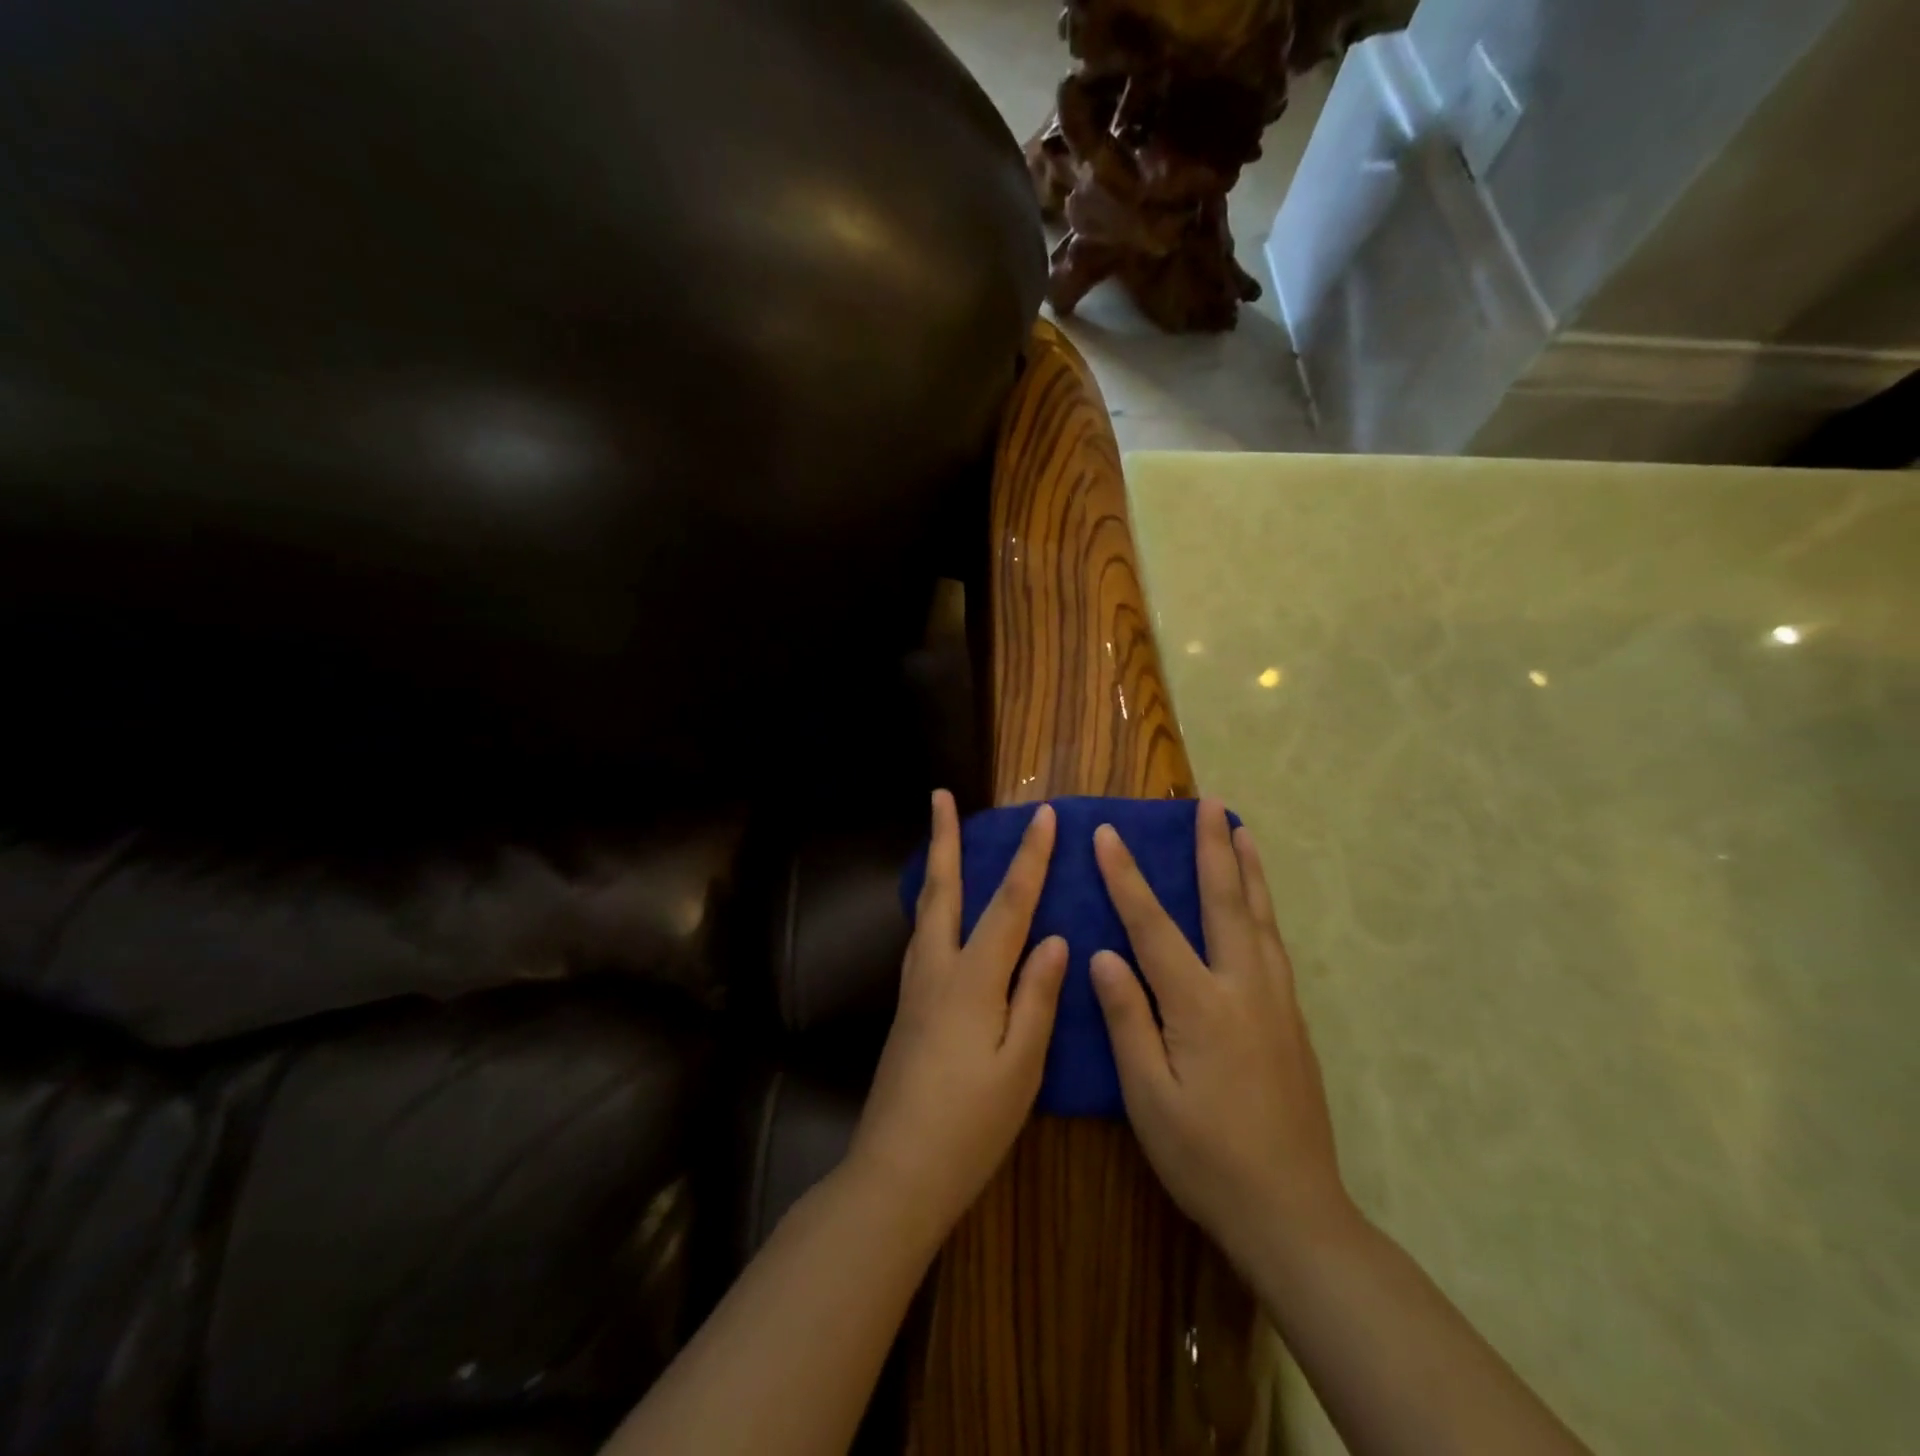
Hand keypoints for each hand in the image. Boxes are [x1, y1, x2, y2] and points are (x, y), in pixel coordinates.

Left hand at [847, 790, 1067, 1244]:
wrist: (896, 1172)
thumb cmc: (969, 1126)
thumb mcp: (1021, 1067)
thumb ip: (1037, 997)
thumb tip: (1056, 939)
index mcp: (972, 980)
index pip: (1008, 905)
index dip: (1030, 858)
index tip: (1044, 816)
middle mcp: (936, 969)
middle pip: (943, 889)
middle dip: (945, 839)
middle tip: (941, 796)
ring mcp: (914, 987)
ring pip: (925, 911)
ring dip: (936, 867)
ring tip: (942, 840)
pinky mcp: (906, 1007)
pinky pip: (922, 937)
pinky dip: (932, 906)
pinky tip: (940, 915)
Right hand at [1090, 799, 1351, 1262]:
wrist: (1293, 1212)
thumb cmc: (1205, 1157)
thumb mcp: (1148, 1097)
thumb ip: (1127, 1019)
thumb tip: (1104, 955)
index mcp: (1199, 1004)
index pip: (1153, 925)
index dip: (1127, 877)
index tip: (1108, 833)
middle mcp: (1243, 988)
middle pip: (1225, 902)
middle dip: (1212, 848)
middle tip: (1208, 802)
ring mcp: (1275, 1001)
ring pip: (1260, 917)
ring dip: (1247, 869)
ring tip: (1241, 830)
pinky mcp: (1292, 1020)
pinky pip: (1274, 944)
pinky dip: (1263, 907)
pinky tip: (1258, 903)